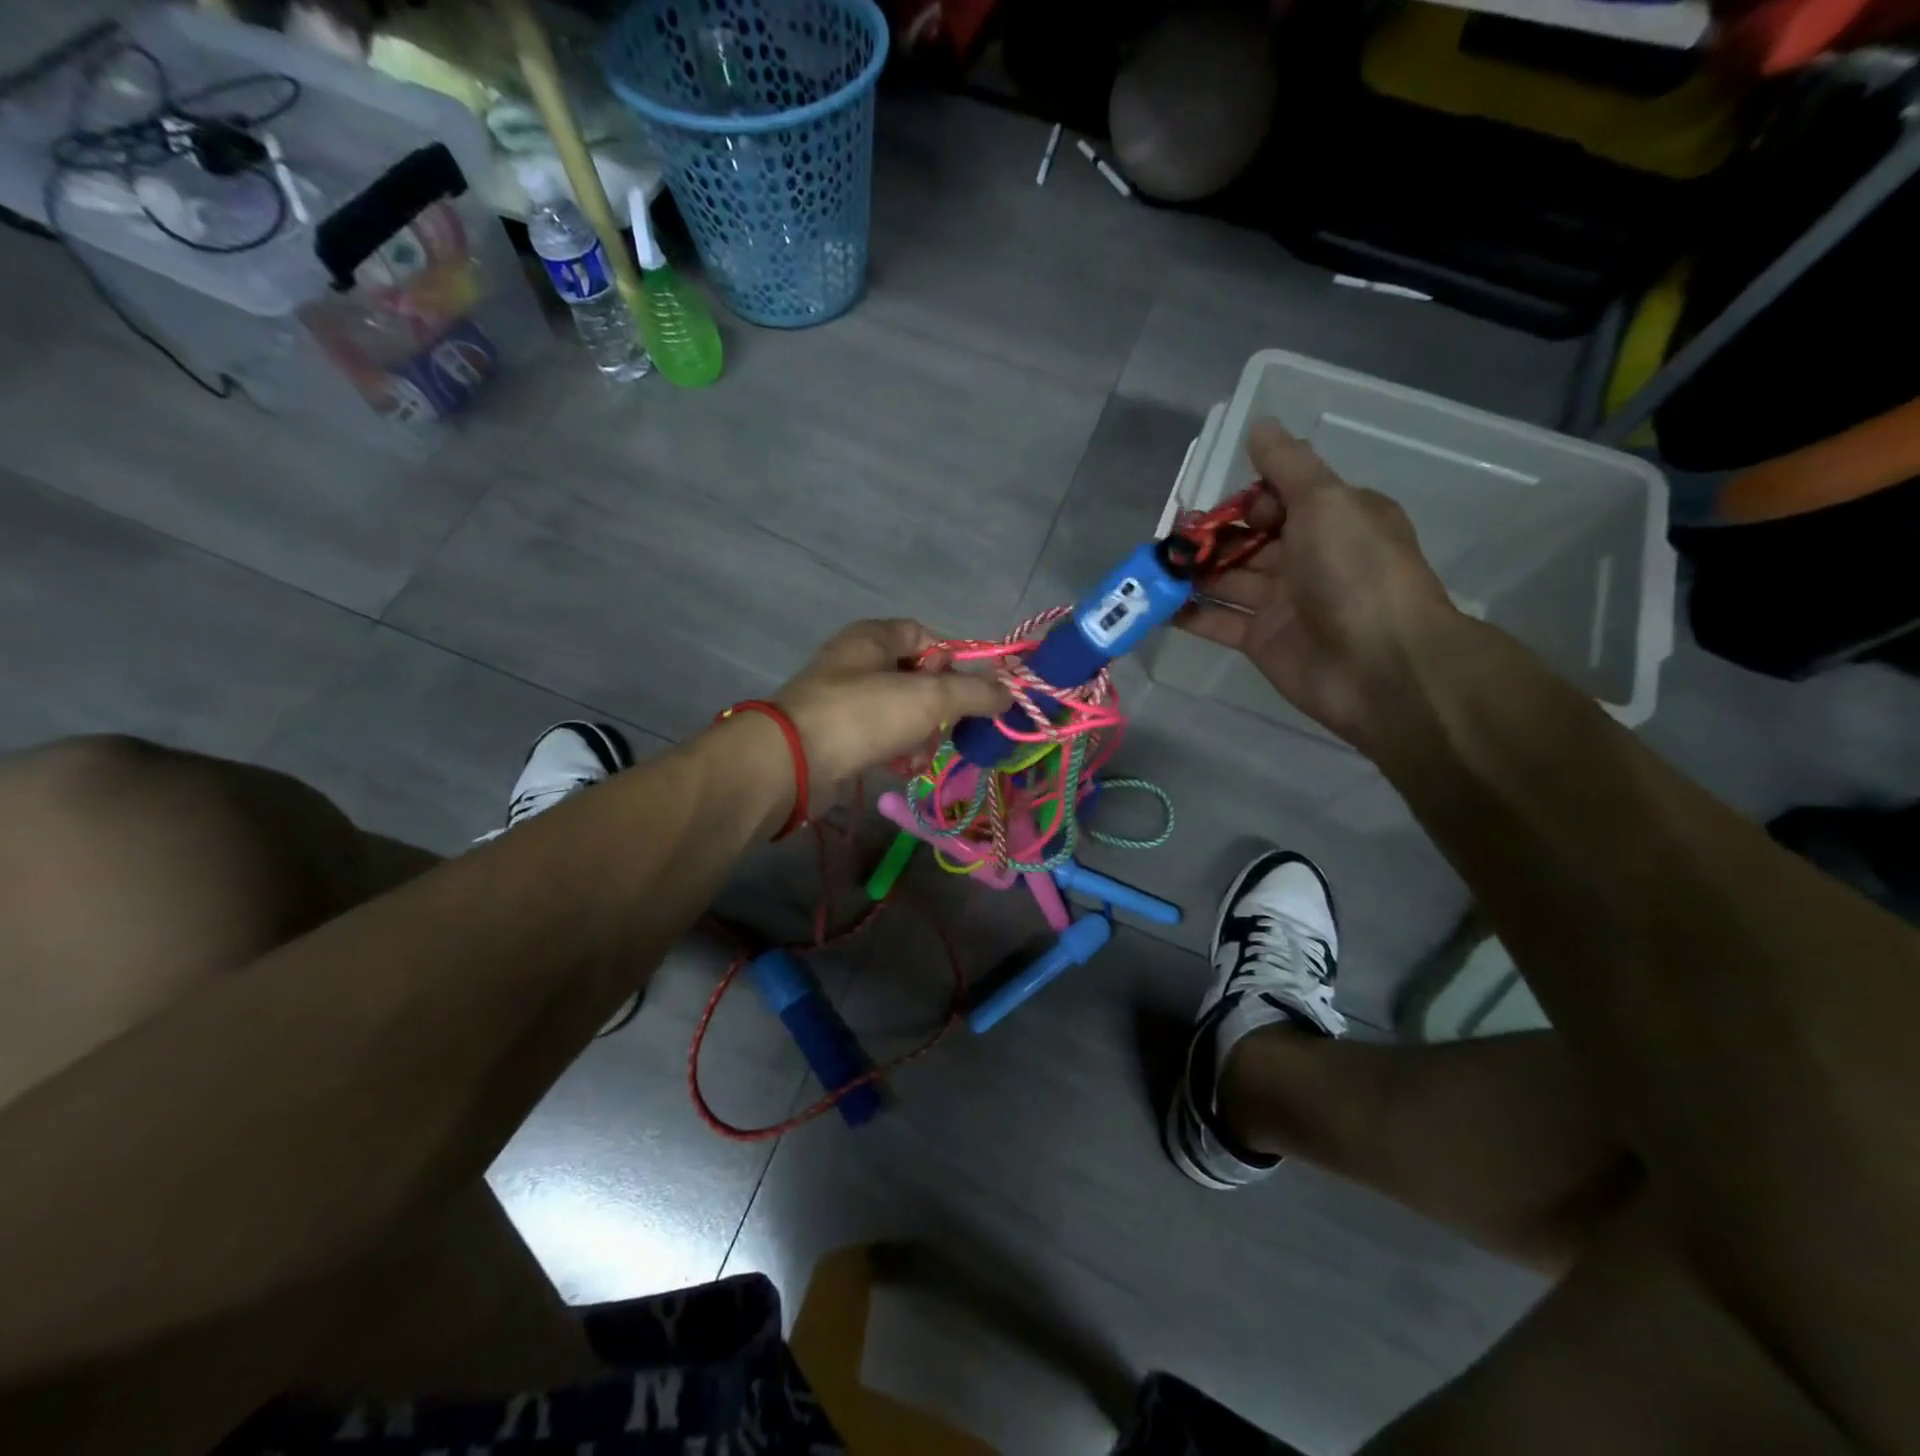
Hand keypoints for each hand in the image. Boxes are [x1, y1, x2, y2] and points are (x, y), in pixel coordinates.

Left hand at [775, 619, 1011, 788]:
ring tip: (917, 756)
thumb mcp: (929, 698)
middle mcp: (857, 661)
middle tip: (945, 729)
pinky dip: (895, 751)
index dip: (952, 662)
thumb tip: (1009, 692)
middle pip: (917, 679)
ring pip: (901, 712)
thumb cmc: (863, 714)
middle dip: (937, 709)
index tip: (968, 691)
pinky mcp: (836, 734)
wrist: (792, 762)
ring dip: (919, 736)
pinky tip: (900, 767)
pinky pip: (879, 737)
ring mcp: (843, 699)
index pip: (926, 636)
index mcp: (874, 637)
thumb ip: (974, 692)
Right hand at [1180, 420, 1458, 747]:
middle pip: (1247, 539)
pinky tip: (1157, 606)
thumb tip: (1260, 425)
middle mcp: (1307, 557)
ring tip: (1153, 569)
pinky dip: (1189, 613)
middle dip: (1209, 537)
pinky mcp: (1261, 641)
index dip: (1248, 501)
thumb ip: (1288, 466)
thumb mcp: (1327, 502)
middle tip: (1171, 541)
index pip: (1278, 499)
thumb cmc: (1356, 572)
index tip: (1230, 511)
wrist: (1378, 665)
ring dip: (1192, 573)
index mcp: (1332, 519)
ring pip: (1228, 579)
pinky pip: (1219, 621)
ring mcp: (1282, 602)